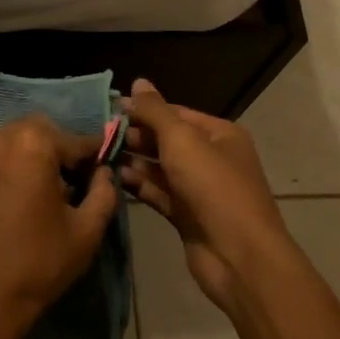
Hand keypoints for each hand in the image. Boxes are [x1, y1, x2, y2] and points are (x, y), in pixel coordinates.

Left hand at [0, 117, 119, 338]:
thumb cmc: (39, 263)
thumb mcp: (86, 231)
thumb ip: (104, 192)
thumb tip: (104, 172)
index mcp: (33, 145)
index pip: (76, 140)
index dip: (95, 156)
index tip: (104, 170)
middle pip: (41, 131)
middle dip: (60, 149)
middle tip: (73, 182)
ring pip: (14, 141)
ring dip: (33, 156)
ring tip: (45, 192)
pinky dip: (10, 168)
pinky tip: (18, 200)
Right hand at [121, 79, 289, 309]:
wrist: (239, 256)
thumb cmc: (212, 186)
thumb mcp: (181, 139)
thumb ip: (155, 111)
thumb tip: (138, 82)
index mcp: (220, 134)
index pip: (175, 113)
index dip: (143, 109)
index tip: (108, 109)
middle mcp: (212, 158)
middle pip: (167, 140)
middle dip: (136, 136)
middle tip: (100, 134)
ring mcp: (200, 190)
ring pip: (161, 168)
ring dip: (134, 161)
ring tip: (102, 155)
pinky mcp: (188, 216)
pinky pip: (160, 194)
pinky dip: (140, 186)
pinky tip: (116, 179)